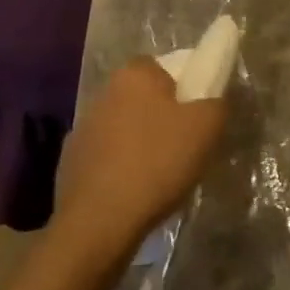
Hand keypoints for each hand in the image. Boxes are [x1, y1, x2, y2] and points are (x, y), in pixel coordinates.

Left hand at [53, 57, 228, 260]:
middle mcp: (104, 92)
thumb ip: (217, 103)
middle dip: (163, 116)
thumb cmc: (156, 163)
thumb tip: (213, 100)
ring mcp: (83, 127)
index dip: (185, 88)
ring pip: (125, 127)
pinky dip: (122, 168)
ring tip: (162, 174)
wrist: (98, 222)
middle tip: (185, 145)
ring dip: (141, 143)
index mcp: (135, 74)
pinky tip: (135, 191)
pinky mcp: (72, 161)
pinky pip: (108, 156)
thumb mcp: (206, 128)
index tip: (197, 116)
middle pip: (144, 97)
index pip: (165, 67)